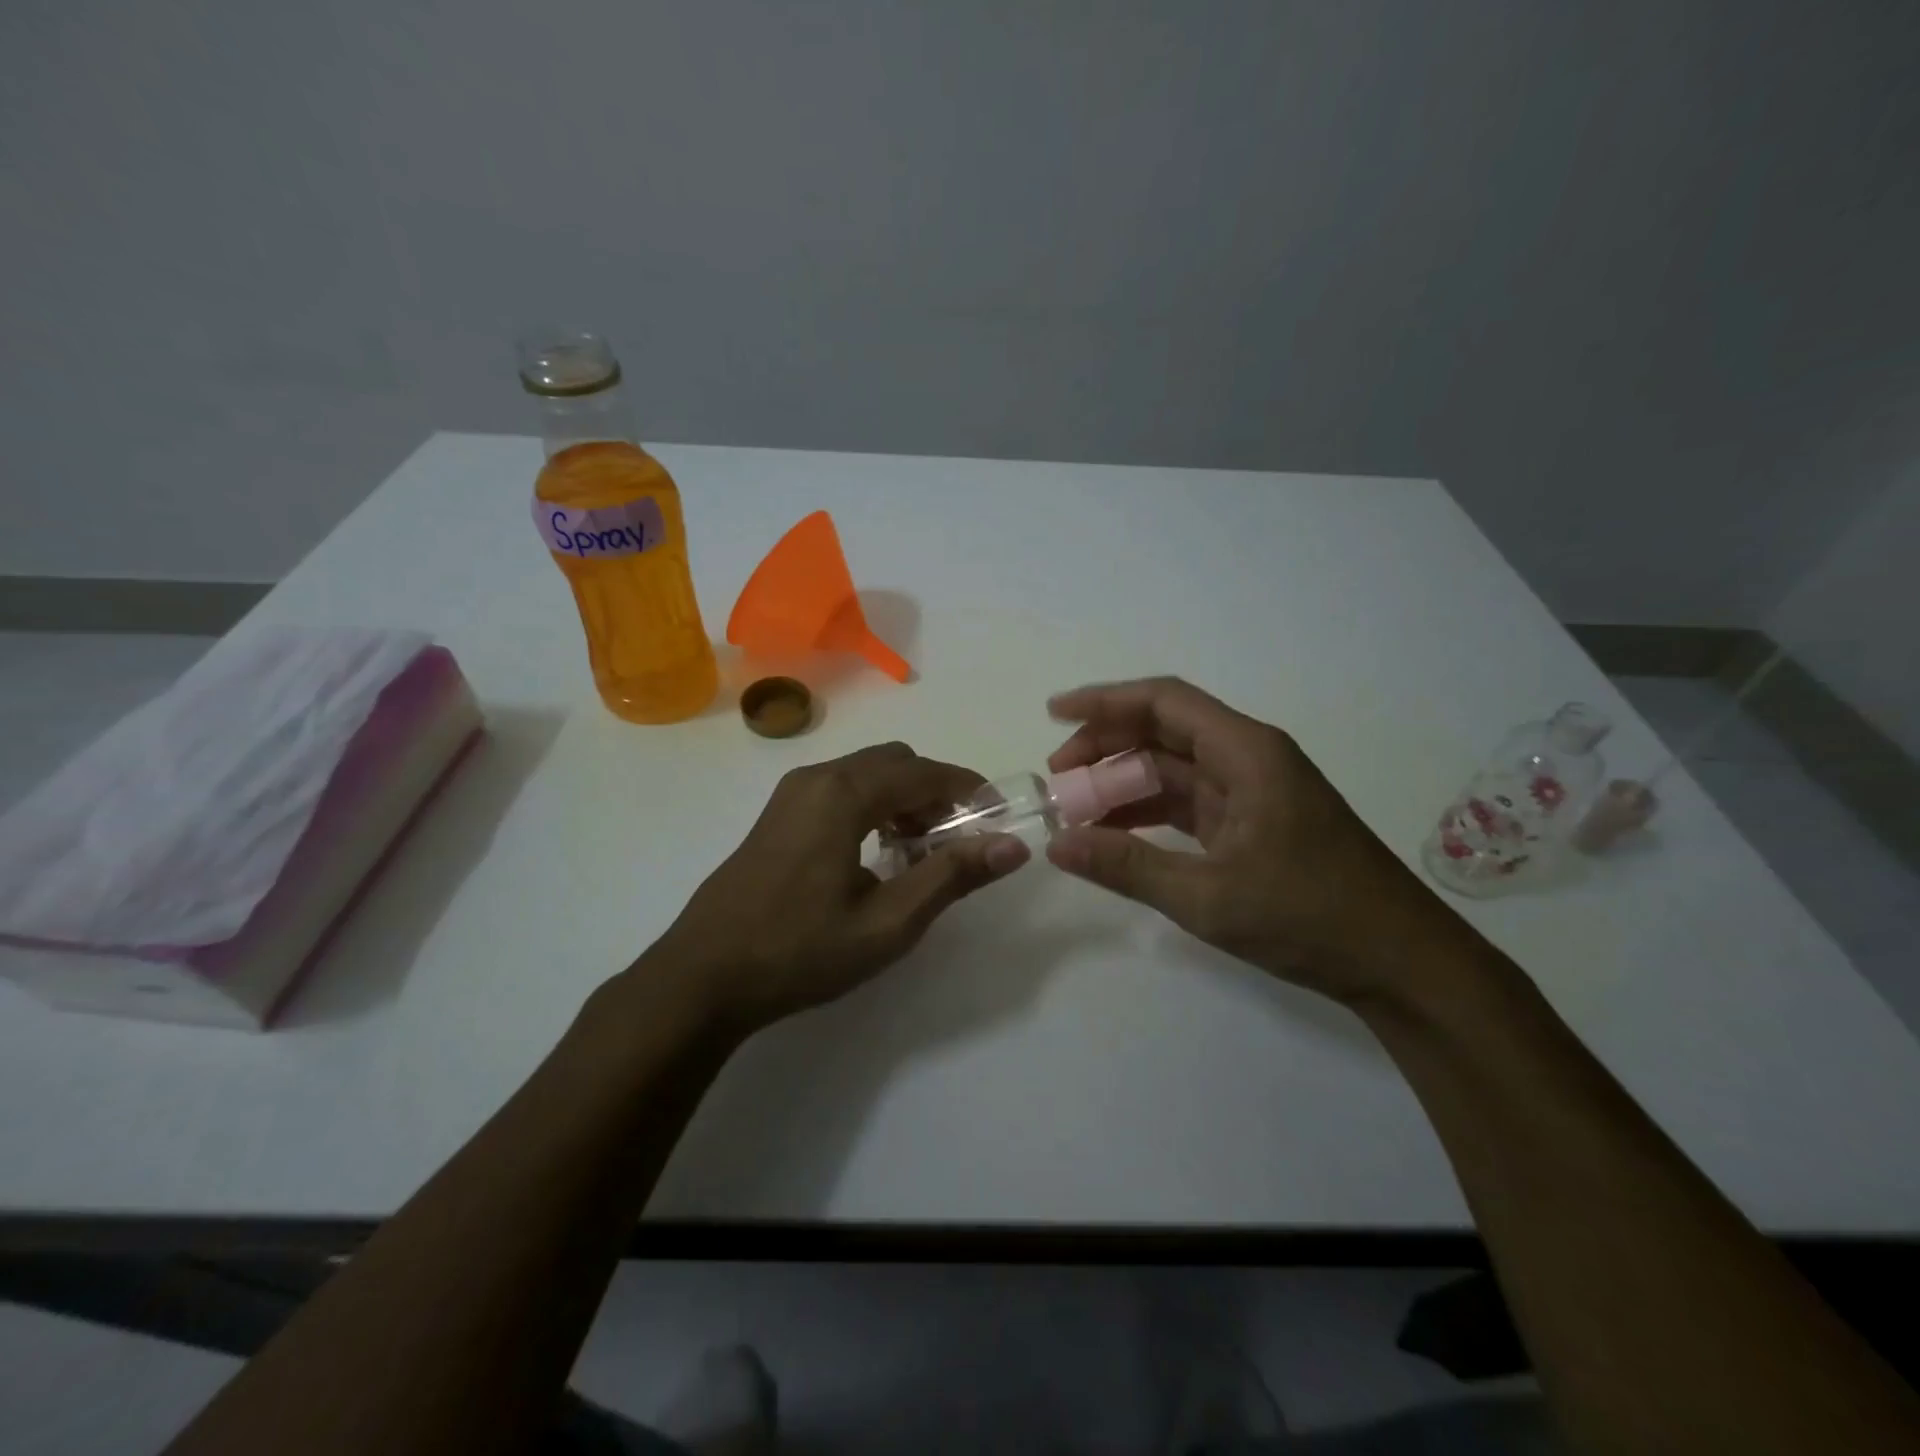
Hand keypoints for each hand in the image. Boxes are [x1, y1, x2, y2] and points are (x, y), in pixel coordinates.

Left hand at [641, 742, 1028, 1035]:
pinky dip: (872, 805)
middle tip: (955, 842)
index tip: (998, 818)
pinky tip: (874, 854)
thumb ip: (951, 876)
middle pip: (896, 763)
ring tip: (917, 853)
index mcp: (844, 794)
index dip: (969, 790)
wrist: (702, 976)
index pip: (925, 772)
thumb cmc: (800, 951)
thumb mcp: (888, 922)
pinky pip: (840, 789)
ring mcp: (791, 793)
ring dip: (903, 799)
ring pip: (866, 773)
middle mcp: (817, 778)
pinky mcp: (777, 814)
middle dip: (935, 792)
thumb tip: (1012, 846)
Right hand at [1045, 677, 1460, 1003]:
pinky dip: (1149, 811)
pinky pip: (1188, 802)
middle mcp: (1249, 759)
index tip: (1054, 713)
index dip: (1105, 702)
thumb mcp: (1208, 896)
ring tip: (1075, 808)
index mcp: (1247, 753)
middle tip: (1057, 776)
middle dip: (1106, 746)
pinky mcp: (1253, 823)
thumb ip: (1127, 866)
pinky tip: (1115, 833)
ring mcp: (1252, 792)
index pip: (1165, 702)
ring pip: (1173, 768)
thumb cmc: (1309, 917)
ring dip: (1124, 782)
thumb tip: (1057, 844)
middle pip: (1164, 731)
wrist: (1400, 962)